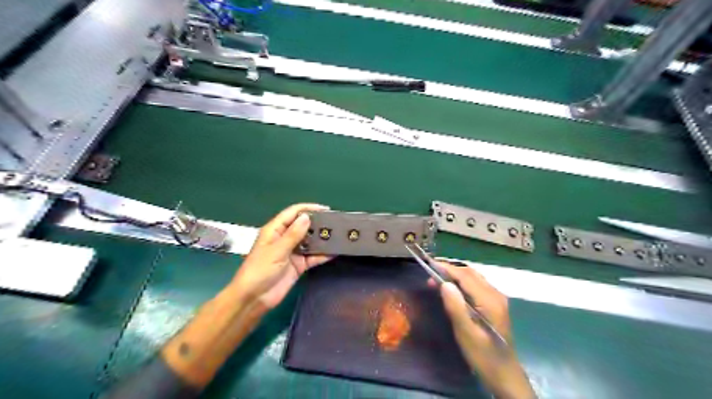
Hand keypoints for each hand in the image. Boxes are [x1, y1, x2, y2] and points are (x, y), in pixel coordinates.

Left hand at [233, 205, 335, 309]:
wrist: (254, 298)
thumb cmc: (260, 270)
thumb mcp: (276, 250)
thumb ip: (293, 234)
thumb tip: (307, 217)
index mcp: (275, 230)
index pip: (292, 213)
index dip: (308, 209)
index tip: (326, 209)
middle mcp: (285, 239)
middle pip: (303, 226)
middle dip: (318, 224)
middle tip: (336, 223)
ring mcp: (293, 252)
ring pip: (310, 241)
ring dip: (322, 239)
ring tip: (339, 235)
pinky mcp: (299, 265)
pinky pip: (313, 257)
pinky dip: (323, 255)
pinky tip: (335, 252)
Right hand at [434, 261, 533, 398]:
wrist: (505, 375)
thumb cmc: (483, 356)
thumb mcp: (466, 334)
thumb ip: (456, 307)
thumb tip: (444, 283)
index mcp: (489, 300)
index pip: (465, 276)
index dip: (447, 268)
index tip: (430, 265)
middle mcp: (495, 294)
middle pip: (470, 274)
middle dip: (450, 270)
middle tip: (430, 273)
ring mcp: (497, 299)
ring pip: (474, 278)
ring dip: (456, 275)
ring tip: (437, 279)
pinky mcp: (495, 305)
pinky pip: (476, 285)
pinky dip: (462, 282)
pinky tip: (452, 290)